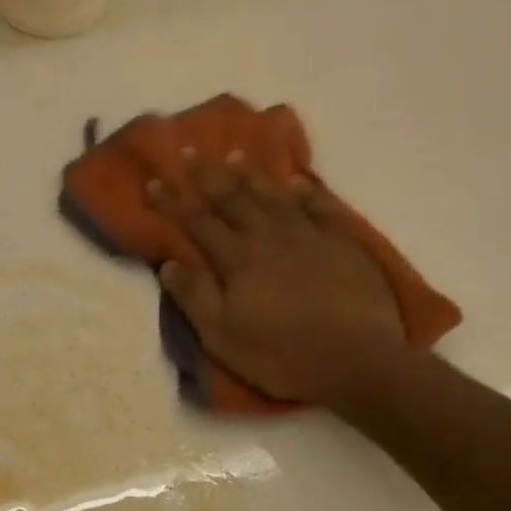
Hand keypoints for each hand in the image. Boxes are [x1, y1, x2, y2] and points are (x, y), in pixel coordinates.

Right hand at [149, 157, 406, 406]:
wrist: (356, 359)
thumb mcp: (223, 337)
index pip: (198, 222)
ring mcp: (310, 235)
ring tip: (235, 155)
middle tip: (190, 151)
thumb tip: (169, 263)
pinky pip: (320, 206)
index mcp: (237, 259)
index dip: (174, 201)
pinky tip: (297, 181)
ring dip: (251, 175)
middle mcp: (269, 236)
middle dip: (207, 176)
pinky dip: (306, 191)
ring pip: (274, 196)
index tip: (154, 181)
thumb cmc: (281, 354)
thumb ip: (195, 297)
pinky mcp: (343, 242)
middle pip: (233, 199)